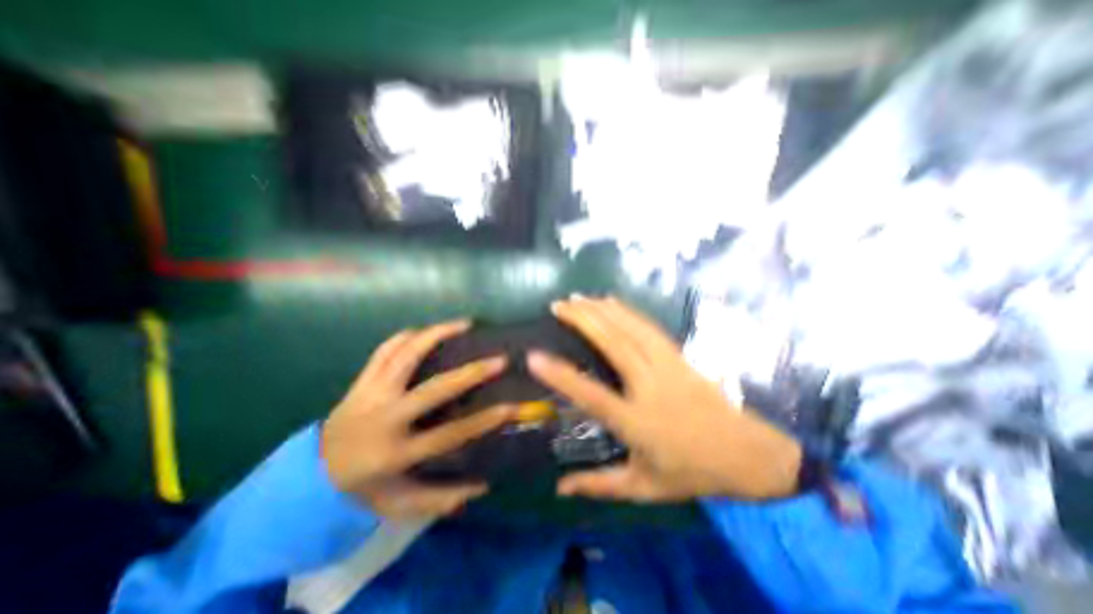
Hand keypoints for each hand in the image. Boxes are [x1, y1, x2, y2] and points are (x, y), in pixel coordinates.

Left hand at [321, 321, 517, 517]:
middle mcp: (385, 419)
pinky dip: (405, 336)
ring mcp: (370, 395)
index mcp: (395, 454)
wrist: (310, 474)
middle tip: (500, 359)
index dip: (484, 421)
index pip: (449, 435)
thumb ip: (440, 499)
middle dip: (471, 373)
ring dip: (437, 335)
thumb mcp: (399, 504)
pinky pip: (384, 350)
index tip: (512, 407)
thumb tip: (483, 486)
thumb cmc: (362, 488)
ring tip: (464, 324)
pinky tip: (425, 329)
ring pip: (405, 356)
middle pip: (433, 389)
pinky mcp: (360, 382)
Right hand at [530, 296, 800, 502]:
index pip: (592, 395)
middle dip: (583, 320)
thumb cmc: (692, 472)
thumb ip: (599, 485)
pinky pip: (649, 328)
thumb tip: (559, 488)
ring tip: (578, 297)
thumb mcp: (643, 488)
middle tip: (558, 305)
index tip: (534, 356)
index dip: (561, 375)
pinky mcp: (680, 356)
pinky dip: (627, 311)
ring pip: (631, 329)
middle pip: (613, 345)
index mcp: (637, 422)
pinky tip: (612, 302)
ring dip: (602, 310)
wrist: (749, 454)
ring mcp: (668, 366)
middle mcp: (650, 387)